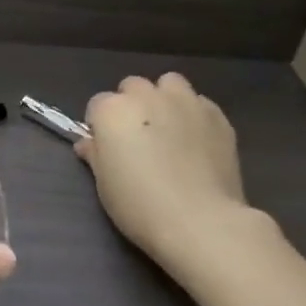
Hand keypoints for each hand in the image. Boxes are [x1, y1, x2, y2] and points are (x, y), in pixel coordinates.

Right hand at [77, 73, 255, 277]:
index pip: (97, 104)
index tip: (107, 148)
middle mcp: (147, 96)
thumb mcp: (104, 184)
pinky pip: (199, 103)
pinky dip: (193, 115)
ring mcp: (186, 102)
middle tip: (137, 138)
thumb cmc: (139, 205)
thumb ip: (95, 155)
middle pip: (133, 87)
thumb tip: (88, 144)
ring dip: (164, 99)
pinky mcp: (217, 115)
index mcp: (112, 110)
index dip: (100, 126)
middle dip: (131, 105)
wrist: (200, 221)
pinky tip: (195, 141)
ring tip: (168, 128)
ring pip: (170, 84)